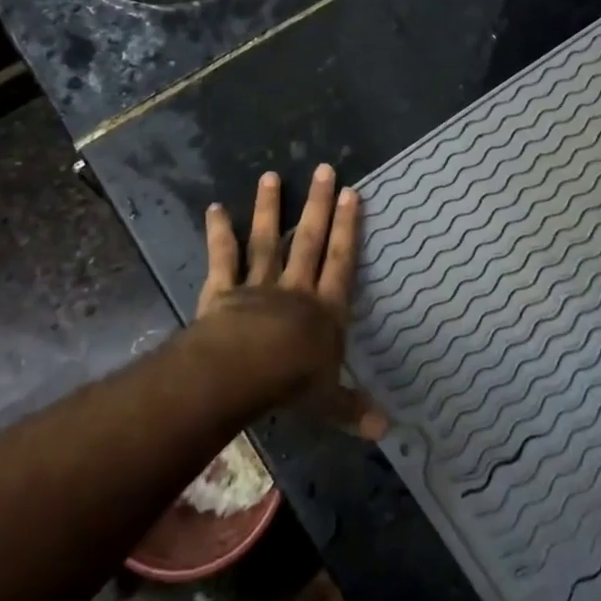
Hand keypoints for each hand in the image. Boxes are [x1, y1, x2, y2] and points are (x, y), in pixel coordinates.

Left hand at [197, 165, 386, 440]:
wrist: (243, 371)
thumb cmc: (291, 384)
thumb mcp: (328, 401)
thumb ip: (353, 409)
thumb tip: (387, 430)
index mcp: (324, 310)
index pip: (341, 261)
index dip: (348, 228)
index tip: (352, 194)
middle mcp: (295, 289)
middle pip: (308, 240)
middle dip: (318, 205)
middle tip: (324, 169)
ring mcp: (258, 285)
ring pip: (266, 240)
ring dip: (269, 208)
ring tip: (270, 176)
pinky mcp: (224, 290)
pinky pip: (222, 258)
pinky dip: (218, 233)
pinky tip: (213, 207)